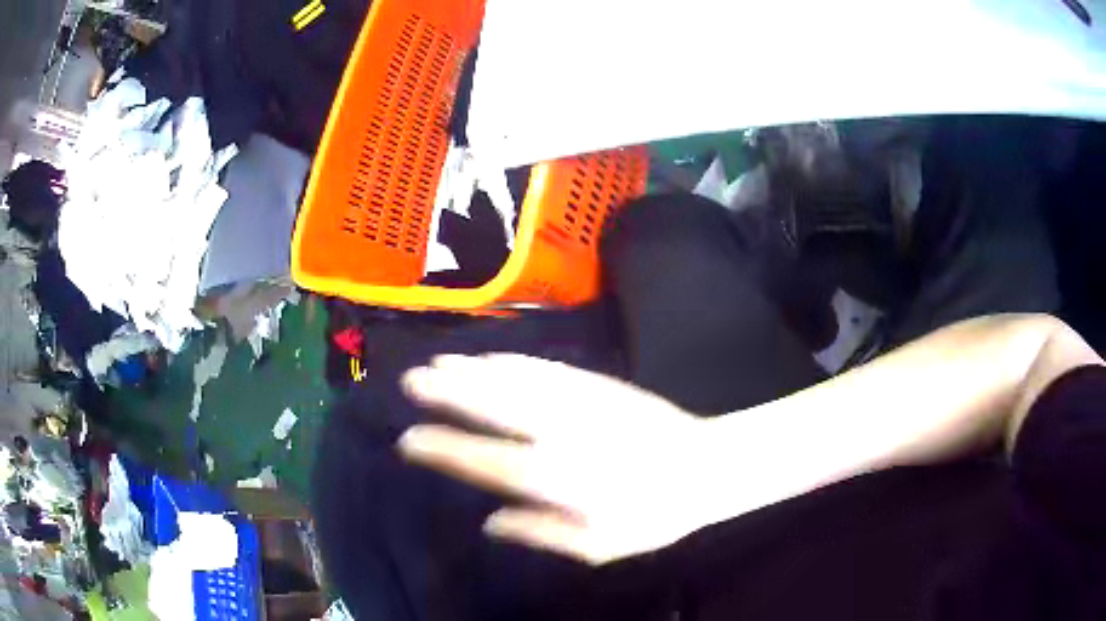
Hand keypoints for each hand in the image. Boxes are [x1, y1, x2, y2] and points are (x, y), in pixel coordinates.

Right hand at [398, 354, 713, 564]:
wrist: (706, 465)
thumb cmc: (654, 515)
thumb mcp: (600, 545)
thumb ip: (542, 532)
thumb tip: (490, 523)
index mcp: (558, 479)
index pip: (485, 461)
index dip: (444, 449)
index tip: (410, 439)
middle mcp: (561, 434)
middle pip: (493, 409)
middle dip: (448, 394)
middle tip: (411, 381)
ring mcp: (580, 402)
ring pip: (515, 381)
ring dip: (473, 370)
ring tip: (439, 362)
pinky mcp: (598, 385)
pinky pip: (547, 368)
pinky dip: (514, 361)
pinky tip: (492, 357)